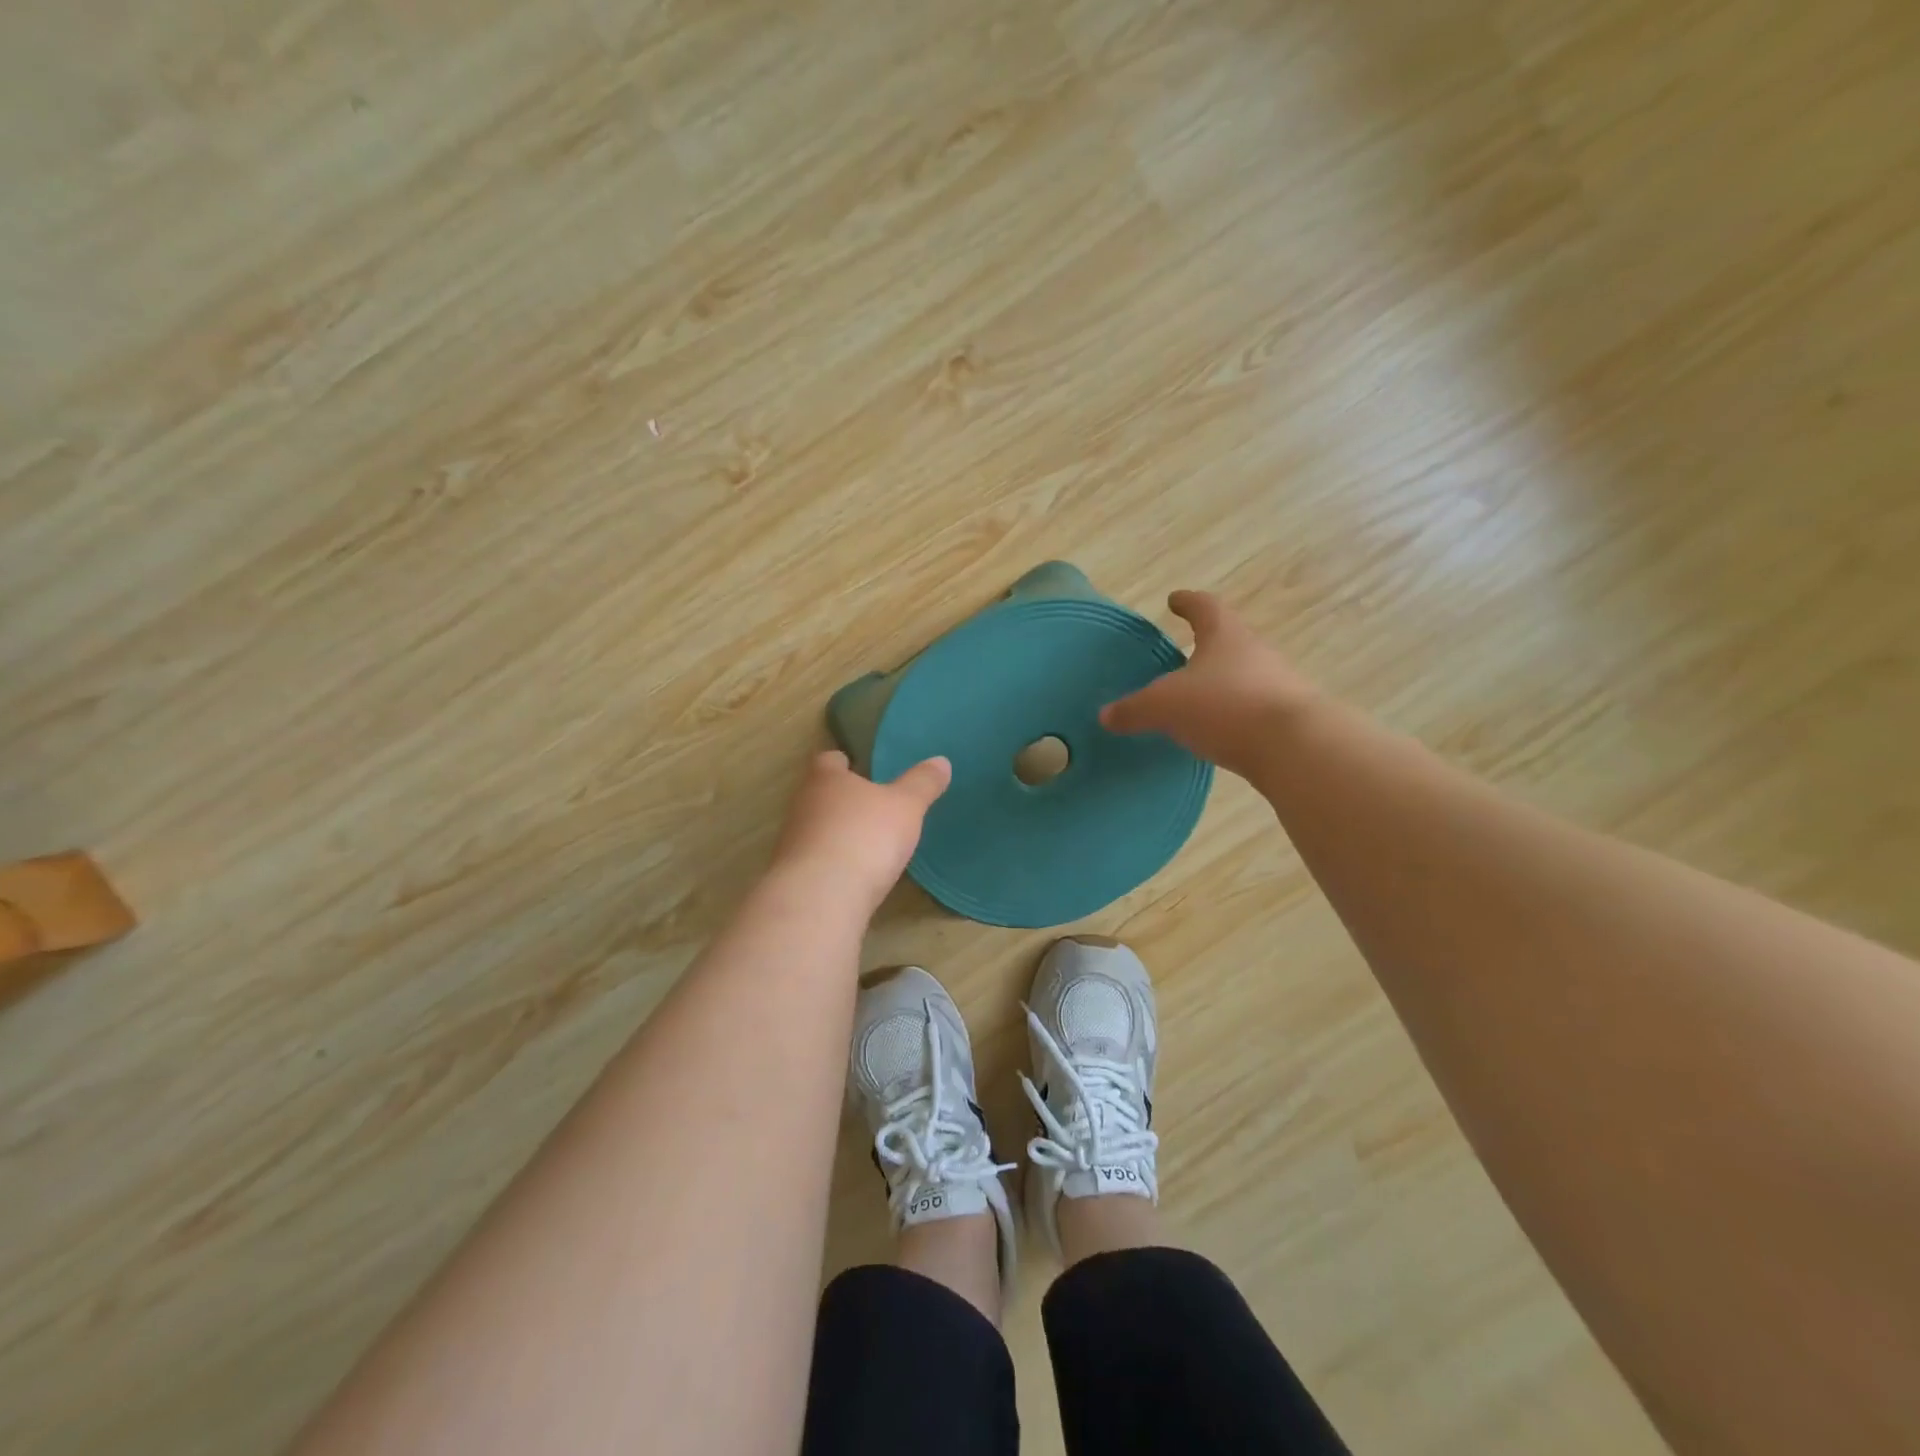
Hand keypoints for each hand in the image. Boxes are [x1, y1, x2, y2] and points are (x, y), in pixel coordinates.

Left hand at [770, 750, 951, 911]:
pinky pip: (815, 863)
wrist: (821, 898)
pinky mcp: (794, 878)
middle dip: (840, 799)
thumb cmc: (865, 836)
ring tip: (864, 843)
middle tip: (868, 806)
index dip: (842, 762)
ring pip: (814, 829)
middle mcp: (802, 806)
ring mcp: (793, 843)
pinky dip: (832, 865)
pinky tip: (853, 877)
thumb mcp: (906, 806)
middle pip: (819, 795)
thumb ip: (922, 784)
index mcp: (826, 779)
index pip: (828, 760)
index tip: (855, 766)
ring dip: (835, 834)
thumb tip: (941, 761)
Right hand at [1100, 591, 1316, 778]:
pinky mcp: (1288, 719)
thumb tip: (1105, 715)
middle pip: (1228, 641)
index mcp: (1225, 636)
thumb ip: (1134, 709)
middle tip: (1181, 657)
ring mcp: (1278, 685)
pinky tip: (1218, 732)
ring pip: (1243, 676)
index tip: (1175, 599)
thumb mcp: (1165, 707)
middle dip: (1205, 647)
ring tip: (1196, 700)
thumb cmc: (1225, 707)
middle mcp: (1256, 653)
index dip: (1188, 602)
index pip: (1205, 607)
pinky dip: (1233, 715)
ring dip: (1220, 684)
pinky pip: (1252, 710)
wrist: (1295, 747)